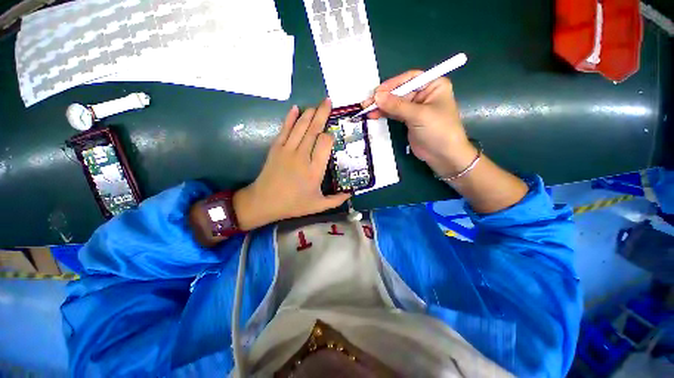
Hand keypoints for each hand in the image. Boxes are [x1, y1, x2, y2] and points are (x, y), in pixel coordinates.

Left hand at [233, 99, 350, 230]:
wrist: (264, 202)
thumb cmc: (293, 204)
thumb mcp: (318, 206)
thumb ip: (336, 200)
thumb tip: (351, 194)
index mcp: (315, 170)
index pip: (325, 143)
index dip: (330, 136)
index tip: (332, 135)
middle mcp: (302, 156)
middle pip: (314, 130)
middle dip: (322, 114)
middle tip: (328, 101)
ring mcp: (288, 150)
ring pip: (300, 127)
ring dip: (309, 113)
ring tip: (317, 104)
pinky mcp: (276, 148)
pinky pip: (285, 129)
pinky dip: (290, 118)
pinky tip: (295, 108)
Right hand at [362, 72, 476, 176]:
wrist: (443, 155)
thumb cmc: (437, 130)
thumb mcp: (418, 115)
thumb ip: (397, 106)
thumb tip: (376, 96)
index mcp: (433, 85)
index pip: (410, 78)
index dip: (392, 84)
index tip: (377, 92)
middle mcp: (424, 94)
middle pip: (400, 91)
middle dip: (384, 97)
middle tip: (367, 103)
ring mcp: (415, 108)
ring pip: (395, 103)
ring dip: (381, 106)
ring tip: (366, 110)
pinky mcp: (409, 120)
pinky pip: (394, 113)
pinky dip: (384, 114)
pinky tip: (374, 115)